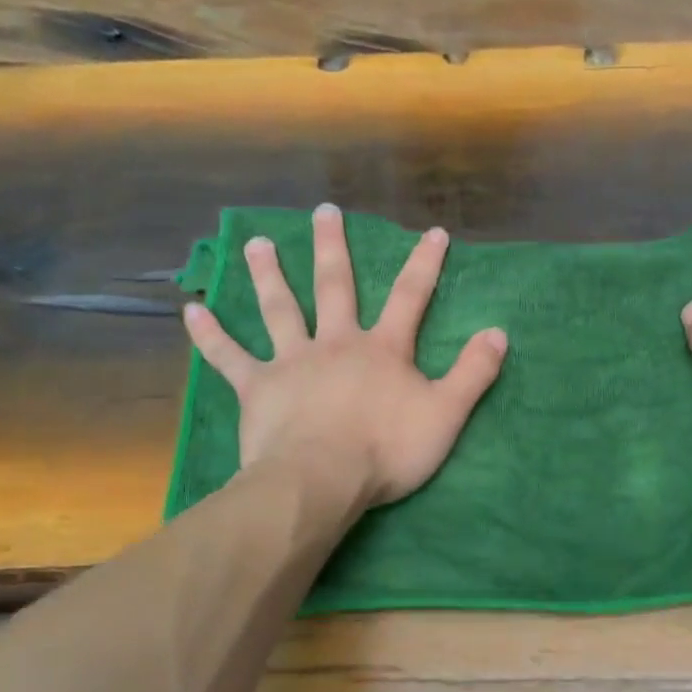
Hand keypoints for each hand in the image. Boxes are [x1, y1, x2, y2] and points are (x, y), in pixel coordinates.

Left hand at [183, 204, 507, 509]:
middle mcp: (336, 343)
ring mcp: (292, 362)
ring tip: (256, 244)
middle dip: (333, 248)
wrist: (321, 478)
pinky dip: (211, 335)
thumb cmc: (387, 450)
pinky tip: (192, 310)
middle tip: (324, 212)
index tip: (434, 232)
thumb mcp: (446, 415)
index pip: (410, 297)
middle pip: (335, 286)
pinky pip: (230, 357)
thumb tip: (499, 333)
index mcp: (383, 349)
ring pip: (280, 309)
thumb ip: (474, 373)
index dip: (424, 264)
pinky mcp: (258, 388)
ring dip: (268, 275)